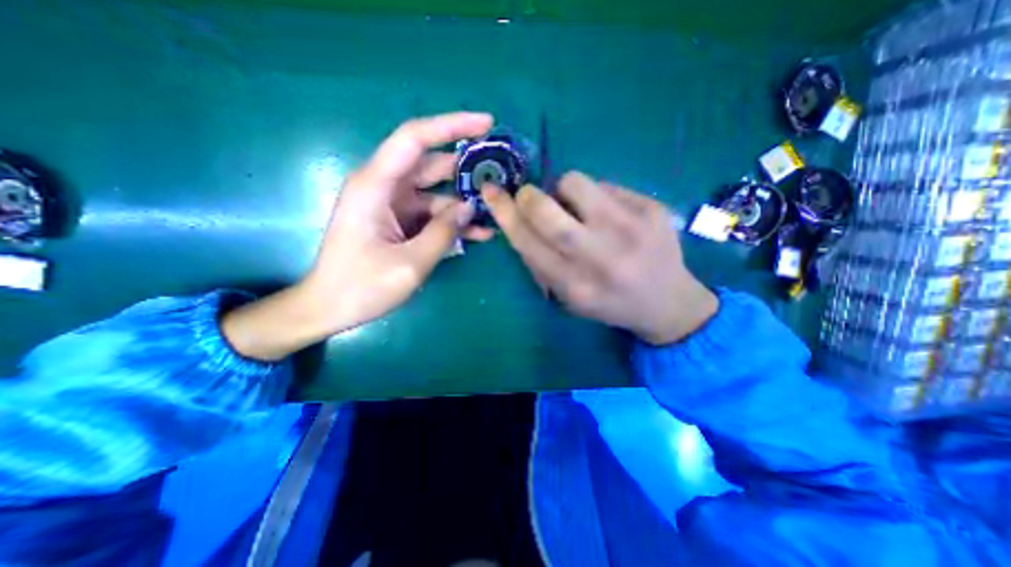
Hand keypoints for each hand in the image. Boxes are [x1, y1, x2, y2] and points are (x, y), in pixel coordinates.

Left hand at [227, 111, 497, 357]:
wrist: (330, 307)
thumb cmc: (362, 286)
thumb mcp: (410, 263)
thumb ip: (443, 233)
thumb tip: (468, 208)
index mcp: (376, 185)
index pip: (415, 139)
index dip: (451, 126)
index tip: (487, 124)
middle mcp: (384, 187)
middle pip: (431, 164)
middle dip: (466, 167)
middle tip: (501, 172)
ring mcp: (392, 206)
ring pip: (436, 193)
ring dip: (464, 202)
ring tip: (496, 210)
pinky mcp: (399, 222)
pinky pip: (431, 215)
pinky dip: (453, 222)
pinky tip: (479, 233)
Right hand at [482, 170, 718, 341]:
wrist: (667, 302)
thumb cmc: (609, 302)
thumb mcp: (568, 298)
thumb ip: (541, 264)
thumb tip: (520, 220)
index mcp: (575, 285)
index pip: (527, 242)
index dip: (504, 213)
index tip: (491, 191)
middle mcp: (600, 257)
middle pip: (547, 212)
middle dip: (528, 196)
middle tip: (529, 195)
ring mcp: (629, 228)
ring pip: (576, 183)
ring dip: (563, 189)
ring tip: (576, 206)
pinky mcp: (651, 208)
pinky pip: (605, 185)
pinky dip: (595, 195)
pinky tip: (609, 214)